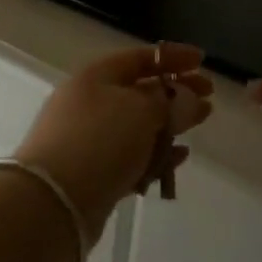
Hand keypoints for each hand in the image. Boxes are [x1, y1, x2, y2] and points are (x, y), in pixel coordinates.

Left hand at [17, 44, 212, 240]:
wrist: (51, 204)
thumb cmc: (98, 142)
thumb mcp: (141, 112)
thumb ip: (170, 102)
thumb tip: (189, 97)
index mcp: (96, 76)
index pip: (140, 58)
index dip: (172, 57)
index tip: (203, 61)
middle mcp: (90, 102)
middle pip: (141, 91)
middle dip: (176, 92)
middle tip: (209, 98)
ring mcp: (89, 138)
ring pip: (138, 125)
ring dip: (169, 125)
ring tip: (199, 125)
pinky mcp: (93, 173)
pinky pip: (132, 157)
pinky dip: (155, 155)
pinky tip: (178, 159)